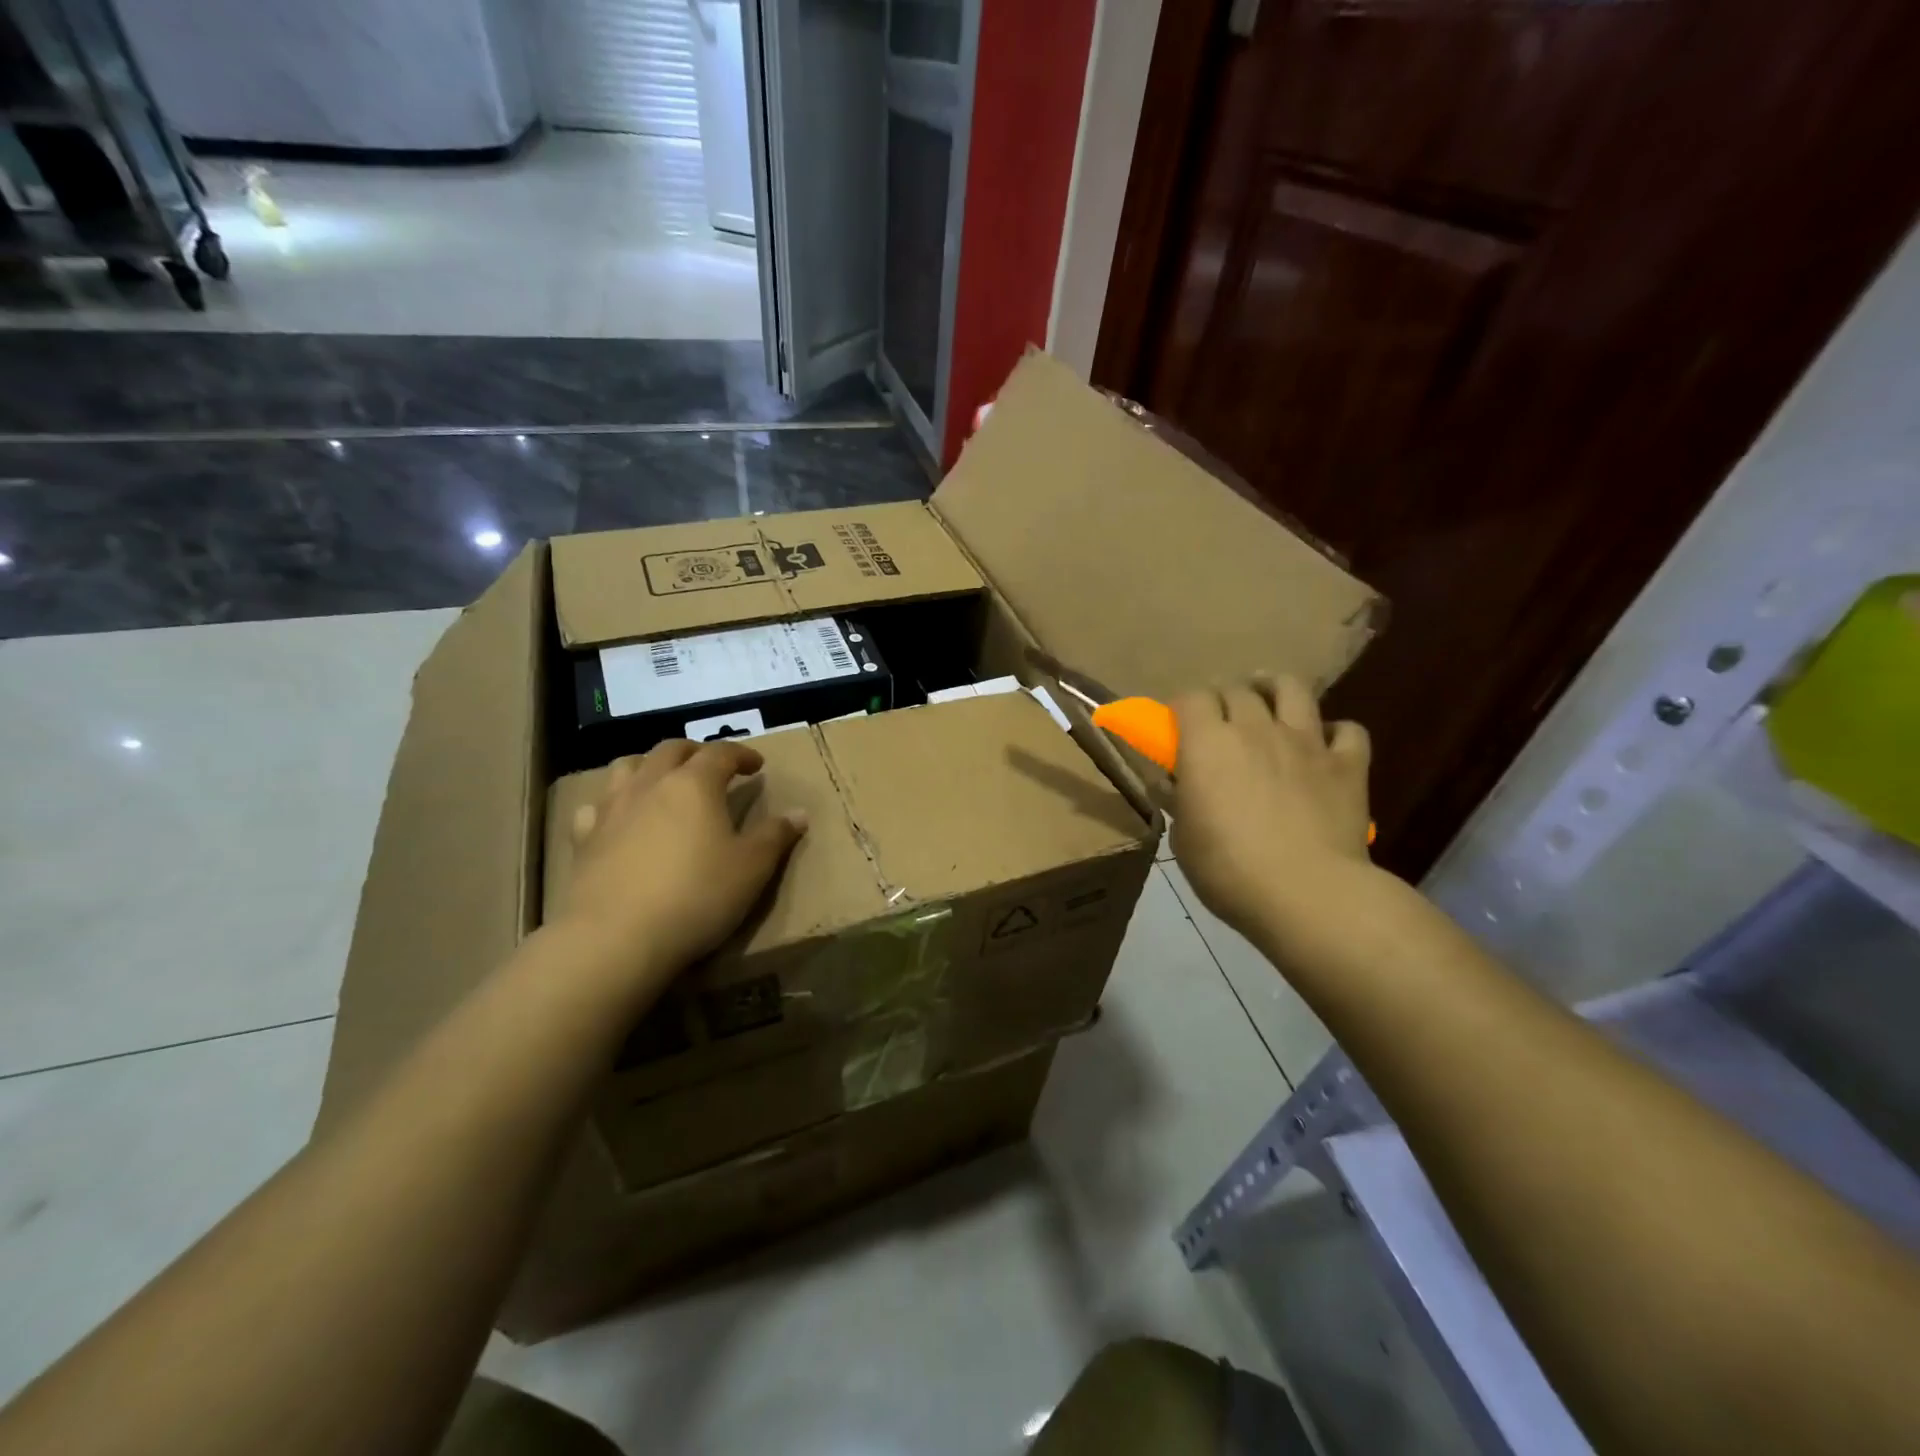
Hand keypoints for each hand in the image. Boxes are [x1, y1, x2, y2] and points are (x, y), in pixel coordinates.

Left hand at [558, 740, 807, 989]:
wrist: (617, 938)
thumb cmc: (697, 896)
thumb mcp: (752, 868)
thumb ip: (775, 836)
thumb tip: (798, 813)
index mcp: (694, 784)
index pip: (721, 752)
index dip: (742, 754)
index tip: (757, 765)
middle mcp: (650, 784)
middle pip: (671, 750)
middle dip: (696, 752)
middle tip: (712, 767)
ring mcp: (612, 809)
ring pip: (628, 767)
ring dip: (650, 766)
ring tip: (664, 782)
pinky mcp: (583, 840)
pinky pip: (596, 806)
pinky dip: (612, 803)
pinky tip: (620, 820)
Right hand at [1170, 676, 1374, 949]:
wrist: (1308, 893)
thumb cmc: (1229, 869)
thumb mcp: (1184, 838)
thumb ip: (1178, 800)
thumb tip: (1170, 783)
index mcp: (1207, 743)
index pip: (1191, 698)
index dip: (1183, 707)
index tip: (1178, 726)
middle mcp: (1256, 728)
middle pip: (1237, 690)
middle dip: (1224, 698)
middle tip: (1220, 720)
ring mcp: (1306, 742)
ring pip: (1292, 689)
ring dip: (1275, 687)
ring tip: (1269, 698)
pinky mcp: (1347, 764)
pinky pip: (1347, 730)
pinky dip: (1334, 732)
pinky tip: (1325, 745)